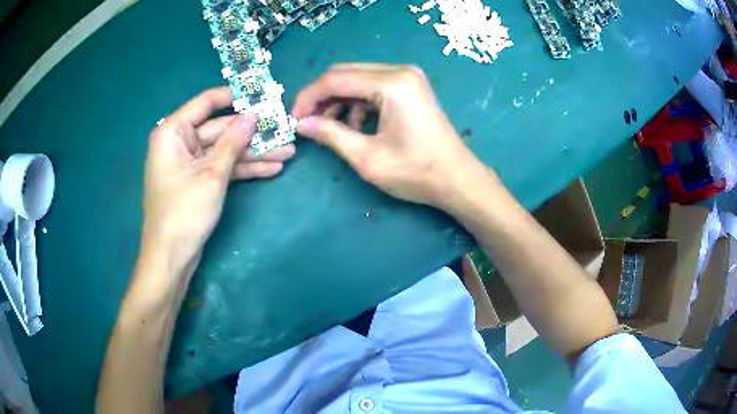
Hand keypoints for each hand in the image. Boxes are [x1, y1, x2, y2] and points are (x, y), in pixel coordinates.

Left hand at [142, 87, 293, 272]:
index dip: (234, 97)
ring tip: (287, 153)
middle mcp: (179, 142)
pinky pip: (222, 168)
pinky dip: (243, 169)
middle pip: (220, 129)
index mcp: (173, 132)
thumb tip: (254, 115)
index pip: (206, 102)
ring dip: (253, 153)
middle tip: (283, 131)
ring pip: (224, 151)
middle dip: (252, 134)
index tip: (261, 95)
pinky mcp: (198, 181)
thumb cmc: (184, 211)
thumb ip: (233, 142)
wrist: (171, 257)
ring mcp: (189, 163)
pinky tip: (271, 169)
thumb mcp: (212, 174)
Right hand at [293, 64, 489, 209]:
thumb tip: (301, 124)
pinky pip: (372, 87)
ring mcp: (407, 77)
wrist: (458, 180)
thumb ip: (330, 135)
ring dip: (338, 101)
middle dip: (321, 97)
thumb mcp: (367, 158)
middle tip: (307, 123)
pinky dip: (357, 103)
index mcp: (392, 84)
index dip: (308, 97)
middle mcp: (400, 71)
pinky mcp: (410, 86)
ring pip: (357, 79)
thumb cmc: (417, 173)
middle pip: (345, 73)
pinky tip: (355, 126)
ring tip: (330, 129)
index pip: (335, 79)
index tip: (294, 119)